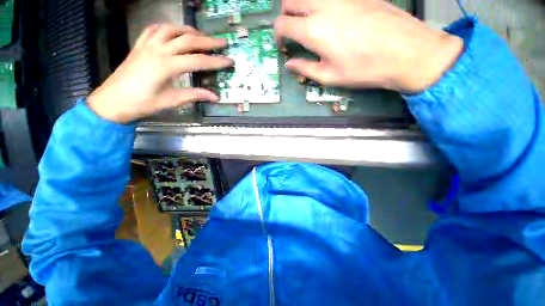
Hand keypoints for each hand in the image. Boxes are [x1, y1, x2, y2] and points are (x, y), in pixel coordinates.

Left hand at [87, 24, 232, 123]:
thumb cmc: (141, 104)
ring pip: (171, 30)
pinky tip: (174, 31)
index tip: (229, 61)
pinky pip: (154, 29)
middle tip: (222, 42)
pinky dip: (167, 27)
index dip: (216, 61)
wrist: (111, 101)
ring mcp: (147, 45)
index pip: (198, 61)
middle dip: (208, 41)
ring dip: (189, 31)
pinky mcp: (139, 45)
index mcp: (167, 66)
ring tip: (201, 35)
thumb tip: (214, 97)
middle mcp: (158, 50)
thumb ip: (194, 95)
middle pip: (187, 40)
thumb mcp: (171, 101)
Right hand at [274, 0, 463, 92]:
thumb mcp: (329, 76)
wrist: (406, 51)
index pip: (282, 24)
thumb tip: (289, 64)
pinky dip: (320, 3)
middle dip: (285, 15)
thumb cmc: (363, 69)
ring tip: (308, 22)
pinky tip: (329, 16)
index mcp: (313, 31)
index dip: (277, 35)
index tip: (283, 45)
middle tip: (292, 32)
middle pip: (290, 0)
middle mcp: (323, 6)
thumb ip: (305, 68)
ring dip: (301, 6)